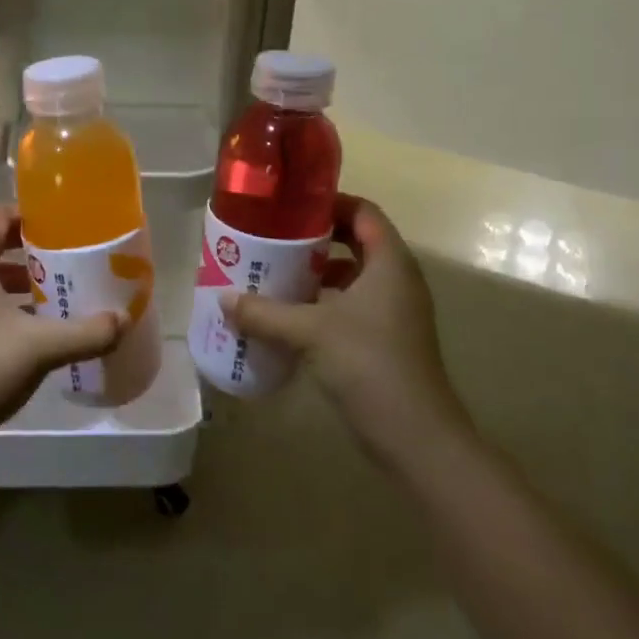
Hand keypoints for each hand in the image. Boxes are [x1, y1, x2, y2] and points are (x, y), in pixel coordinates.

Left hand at [0, 204, 125, 463]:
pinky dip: (2, 306)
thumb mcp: (43, 347)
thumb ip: (88, 331)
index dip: (29, 215)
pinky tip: (31, 331)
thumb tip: (124, 320)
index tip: (63, 226)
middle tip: (67, 262)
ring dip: (17, 282)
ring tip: (55, 296)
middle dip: (30, 252)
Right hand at [223, 194, 469, 474]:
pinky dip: (323, 303)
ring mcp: (394, 313)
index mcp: (389, 263)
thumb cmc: (369, 364)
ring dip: (317, 273)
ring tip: (275, 273)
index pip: (364, 212)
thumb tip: (223, 298)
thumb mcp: (310, 332)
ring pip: (353, 276)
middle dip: (316, 238)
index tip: (290, 206)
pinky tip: (290, 316)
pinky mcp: (385, 340)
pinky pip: (351, 306)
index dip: (330, 202)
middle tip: (274, 238)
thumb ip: (265, 313)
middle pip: (356, 241)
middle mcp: (396, 280)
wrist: (415, 436)